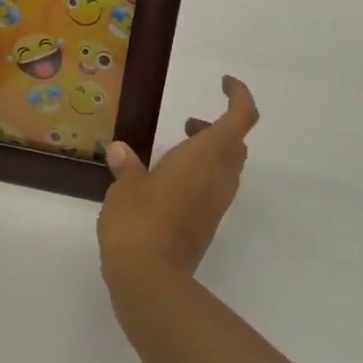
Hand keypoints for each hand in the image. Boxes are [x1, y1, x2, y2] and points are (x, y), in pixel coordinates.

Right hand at [97, 76, 258, 296]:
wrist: (150, 279)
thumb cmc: (139, 221)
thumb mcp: (126, 187)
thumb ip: (128, 166)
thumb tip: (121, 151)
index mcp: (206, 156)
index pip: (241, 117)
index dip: (239, 95)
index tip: (223, 83)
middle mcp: (220, 177)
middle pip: (236, 142)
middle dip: (217, 126)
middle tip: (187, 124)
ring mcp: (216, 203)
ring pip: (227, 166)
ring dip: (208, 152)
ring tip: (172, 152)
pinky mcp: (207, 224)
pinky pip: (214, 188)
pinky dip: (199, 176)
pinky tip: (166, 184)